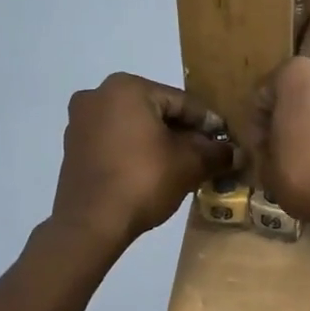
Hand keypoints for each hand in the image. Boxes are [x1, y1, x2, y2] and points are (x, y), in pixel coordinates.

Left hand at [52, 74, 235, 249]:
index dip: (209, 124)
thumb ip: (216, 153)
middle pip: (157, 112)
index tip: (227, 142)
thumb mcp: (189, 165)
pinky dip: (136, 153)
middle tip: (207, 156)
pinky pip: (115, 143)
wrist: (91, 223)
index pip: (182, 102)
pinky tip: (153, 173)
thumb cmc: (143, 180)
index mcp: (127, 87)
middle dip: (183, 134)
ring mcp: (80, 121)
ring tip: (183, 167)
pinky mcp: (73, 148)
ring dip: (160, 143)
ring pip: (135, 128)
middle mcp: (99, 94)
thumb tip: (236, 152)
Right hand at [249, 58, 309, 226]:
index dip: (258, 124)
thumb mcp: (267, 164)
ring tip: (309, 153)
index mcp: (297, 73)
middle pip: (300, 93)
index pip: (265, 95)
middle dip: (291, 116)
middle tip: (284, 148)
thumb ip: (263, 144)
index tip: (259, 148)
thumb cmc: (306, 174)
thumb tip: (269, 142)